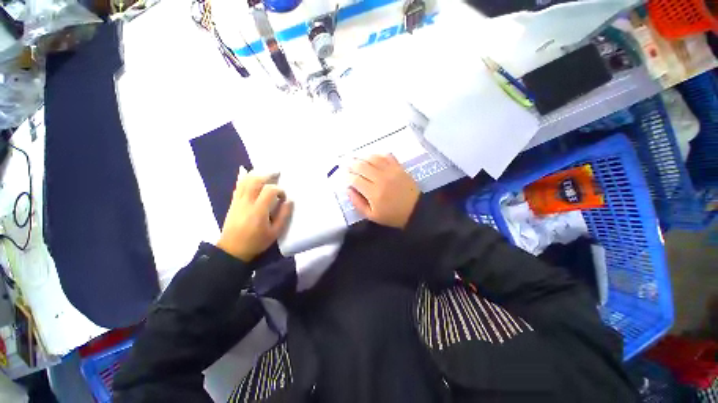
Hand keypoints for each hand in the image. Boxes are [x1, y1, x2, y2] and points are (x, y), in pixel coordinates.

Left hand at [217, 169, 292, 260]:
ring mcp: (238, 201)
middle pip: (256, 181)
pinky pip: (238, 186)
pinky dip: (242, 177)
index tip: (283, 198)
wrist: (232, 250)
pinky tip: (245, 170)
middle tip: (278, 173)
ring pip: (245, 181)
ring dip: (257, 174)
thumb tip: (289, 201)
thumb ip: (283, 216)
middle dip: (268, 175)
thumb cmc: (256, 242)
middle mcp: (247, 202)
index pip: (269, 191)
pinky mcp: (233, 202)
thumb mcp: (275, 233)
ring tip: (267, 171)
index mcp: (258, 210)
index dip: (279, 190)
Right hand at [348, 154, 419, 228]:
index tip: (343, 176)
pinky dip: (377, 155)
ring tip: (356, 159)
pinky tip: (372, 157)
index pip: (355, 179)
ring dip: (362, 157)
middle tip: (346, 164)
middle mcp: (381, 179)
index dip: (347, 176)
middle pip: (362, 166)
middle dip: (351, 164)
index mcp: (373, 193)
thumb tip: (348, 189)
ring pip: (373, 158)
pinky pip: (386, 156)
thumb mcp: (372, 215)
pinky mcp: (399, 167)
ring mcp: (391, 171)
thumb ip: (357, 203)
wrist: (415, 210)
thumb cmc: (392, 215)